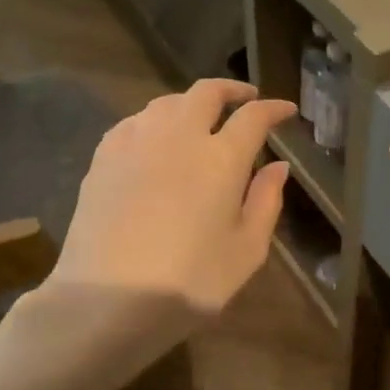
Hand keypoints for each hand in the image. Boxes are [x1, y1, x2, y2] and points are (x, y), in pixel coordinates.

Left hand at [53, 79, 295, 316]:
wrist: (106, 300)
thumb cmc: (189, 282)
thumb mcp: (246, 251)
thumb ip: (266, 202)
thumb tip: (279, 166)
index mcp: (221, 158)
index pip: (254, 117)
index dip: (273, 109)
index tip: (286, 110)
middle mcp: (179, 136)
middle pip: (206, 92)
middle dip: (231, 90)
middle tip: (246, 98)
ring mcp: (136, 143)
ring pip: (167, 102)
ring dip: (191, 102)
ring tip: (201, 118)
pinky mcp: (103, 158)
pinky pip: (134, 122)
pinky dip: (154, 120)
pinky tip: (155, 138)